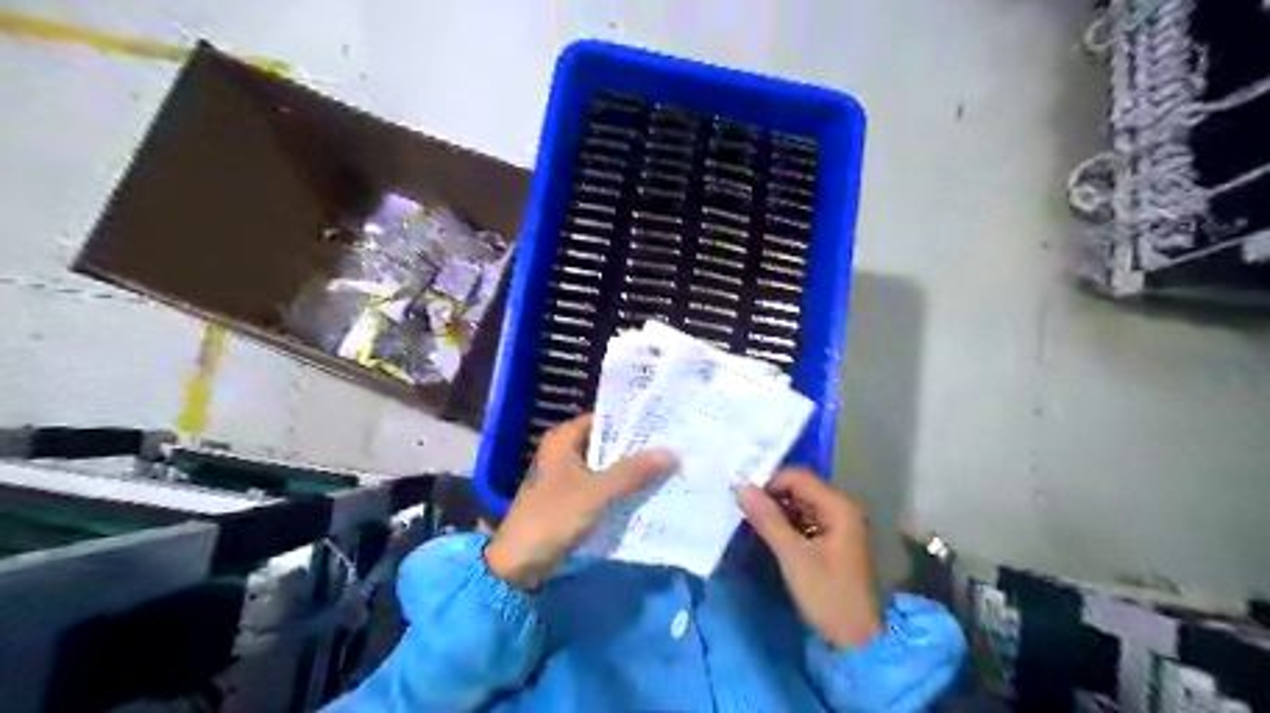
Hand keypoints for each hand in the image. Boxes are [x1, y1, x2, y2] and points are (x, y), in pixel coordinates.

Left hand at [483, 411, 678, 589]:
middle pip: (607, 443)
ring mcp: (567, 476)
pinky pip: (602, 486)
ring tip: (668, 466)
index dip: (633, 421)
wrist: (518, 563)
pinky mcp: (571, 498)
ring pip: (607, 466)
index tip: (664, 424)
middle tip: (673, 445)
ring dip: (631, 470)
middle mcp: (565, 451)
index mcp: (563, 438)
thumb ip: (633, 472)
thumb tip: (672, 453)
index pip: (605, 419)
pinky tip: (648, 491)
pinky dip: (621, 488)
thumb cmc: (553, 516)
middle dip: (637, 448)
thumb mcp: (597, 492)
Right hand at [736, 470, 884, 648]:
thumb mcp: (794, 556)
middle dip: (771, 494)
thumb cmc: (828, 595)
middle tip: (741, 505)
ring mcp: (838, 525)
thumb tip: (741, 487)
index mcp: (839, 507)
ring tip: (749, 518)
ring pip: (800, 504)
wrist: (857, 641)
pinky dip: (786, 523)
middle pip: (800, 488)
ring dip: (776, 509)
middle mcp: (841, 509)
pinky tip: (767, 532)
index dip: (769, 481)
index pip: (798, 477)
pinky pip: (805, 520)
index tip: (742, 495)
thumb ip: (768, 519)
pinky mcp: (832, 541)